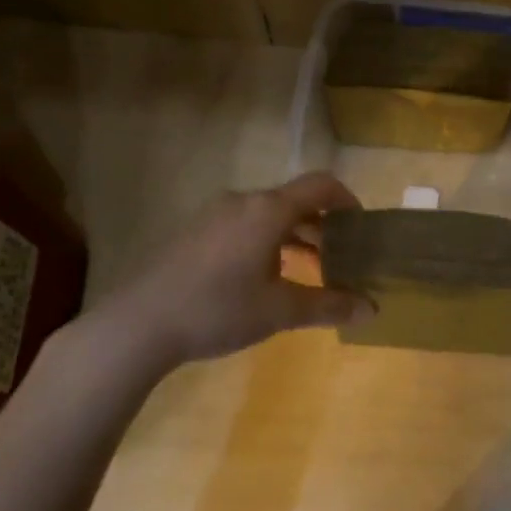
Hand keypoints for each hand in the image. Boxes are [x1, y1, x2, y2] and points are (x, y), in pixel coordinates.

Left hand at [98, 173, 374, 368]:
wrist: (139, 324)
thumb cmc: (219, 309)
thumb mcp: (280, 311)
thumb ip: (329, 306)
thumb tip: (372, 309)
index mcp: (268, 210)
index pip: (320, 186)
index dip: (347, 201)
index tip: (362, 227)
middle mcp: (242, 202)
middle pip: (294, 201)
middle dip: (323, 226)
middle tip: (341, 257)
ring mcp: (214, 215)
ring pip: (268, 215)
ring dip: (295, 236)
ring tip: (309, 270)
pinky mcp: (194, 232)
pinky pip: (244, 226)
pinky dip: (268, 242)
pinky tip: (265, 278)